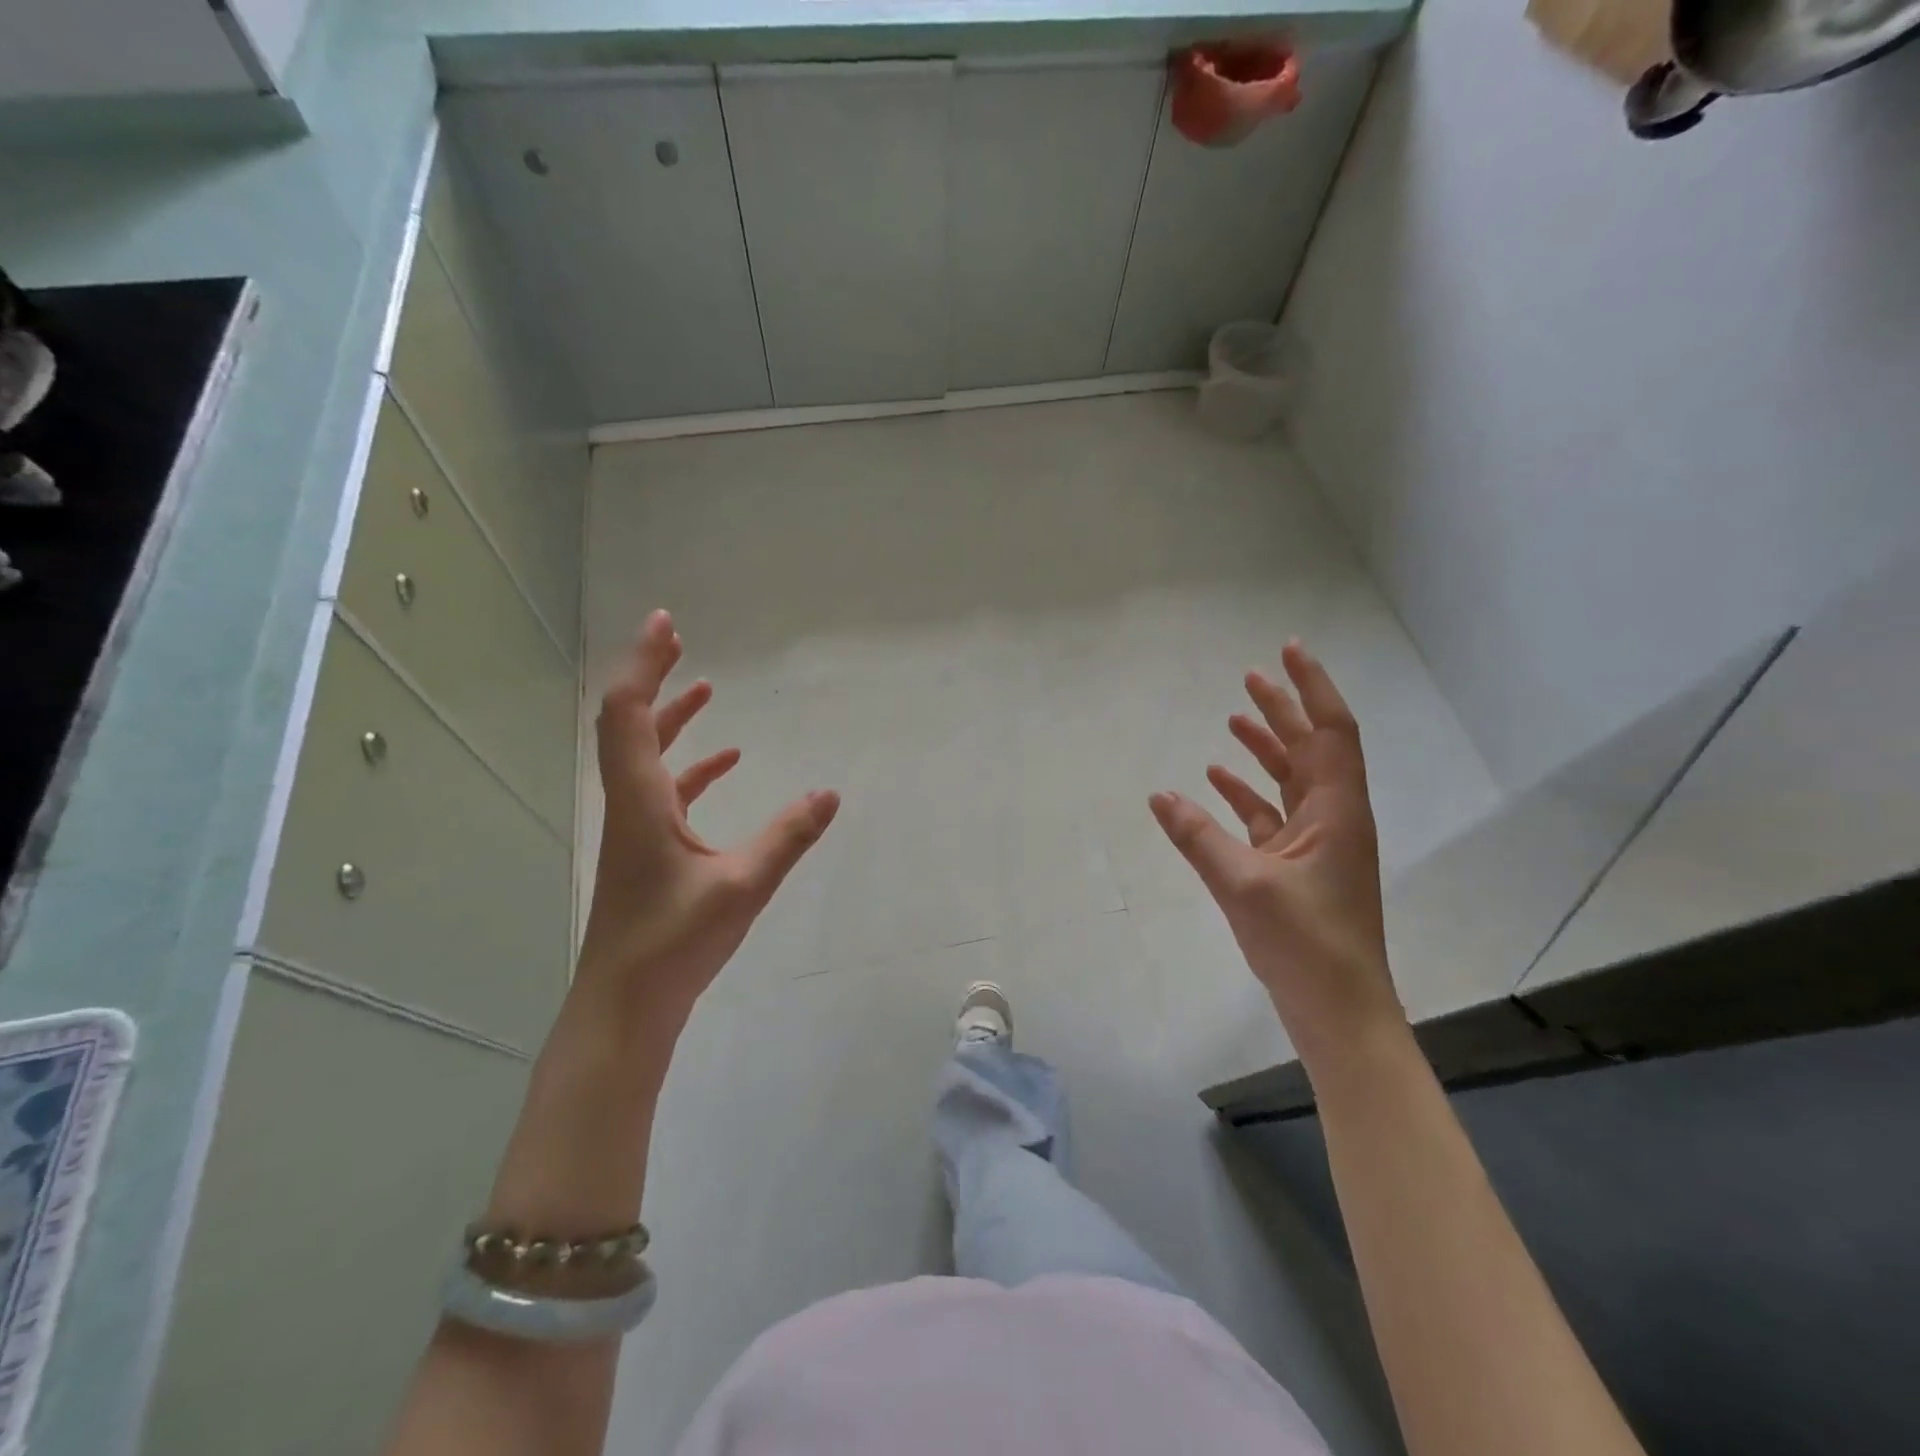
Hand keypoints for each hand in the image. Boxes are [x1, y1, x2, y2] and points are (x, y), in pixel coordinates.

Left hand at [578, 610, 839, 1016]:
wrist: (626, 1005)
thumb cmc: (674, 943)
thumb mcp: (742, 885)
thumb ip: (788, 837)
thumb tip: (830, 793)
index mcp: (641, 800)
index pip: (629, 713)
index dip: (644, 664)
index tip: (666, 624)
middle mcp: (630, 804)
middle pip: (630, 723)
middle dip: (654, 677)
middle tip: (678, 639)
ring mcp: (636, 828)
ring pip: (646, 755)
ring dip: (672, 718)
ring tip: (706, 688)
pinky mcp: (647, 850)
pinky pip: (666, 790)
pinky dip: (692, 766)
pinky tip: (727, 764)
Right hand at [1149, 641, 1402, 1066]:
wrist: (1338, 1009)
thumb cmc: (1304, 942)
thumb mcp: (1243, 884)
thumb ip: (1198, 836)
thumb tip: (1159, 795)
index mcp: (1336, 810)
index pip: (1331, 731)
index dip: (1311, 687)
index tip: (1288, 651)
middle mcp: (1333, 817)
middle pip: (1311, 748)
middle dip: (1283, 709)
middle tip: (1251, 676)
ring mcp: (1317, 843)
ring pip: (1291, 779)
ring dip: (1265, 748)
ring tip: (1233, 718)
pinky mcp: (1298, 866)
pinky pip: (1271, 814)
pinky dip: (1247, 793)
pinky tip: (1216, 782)